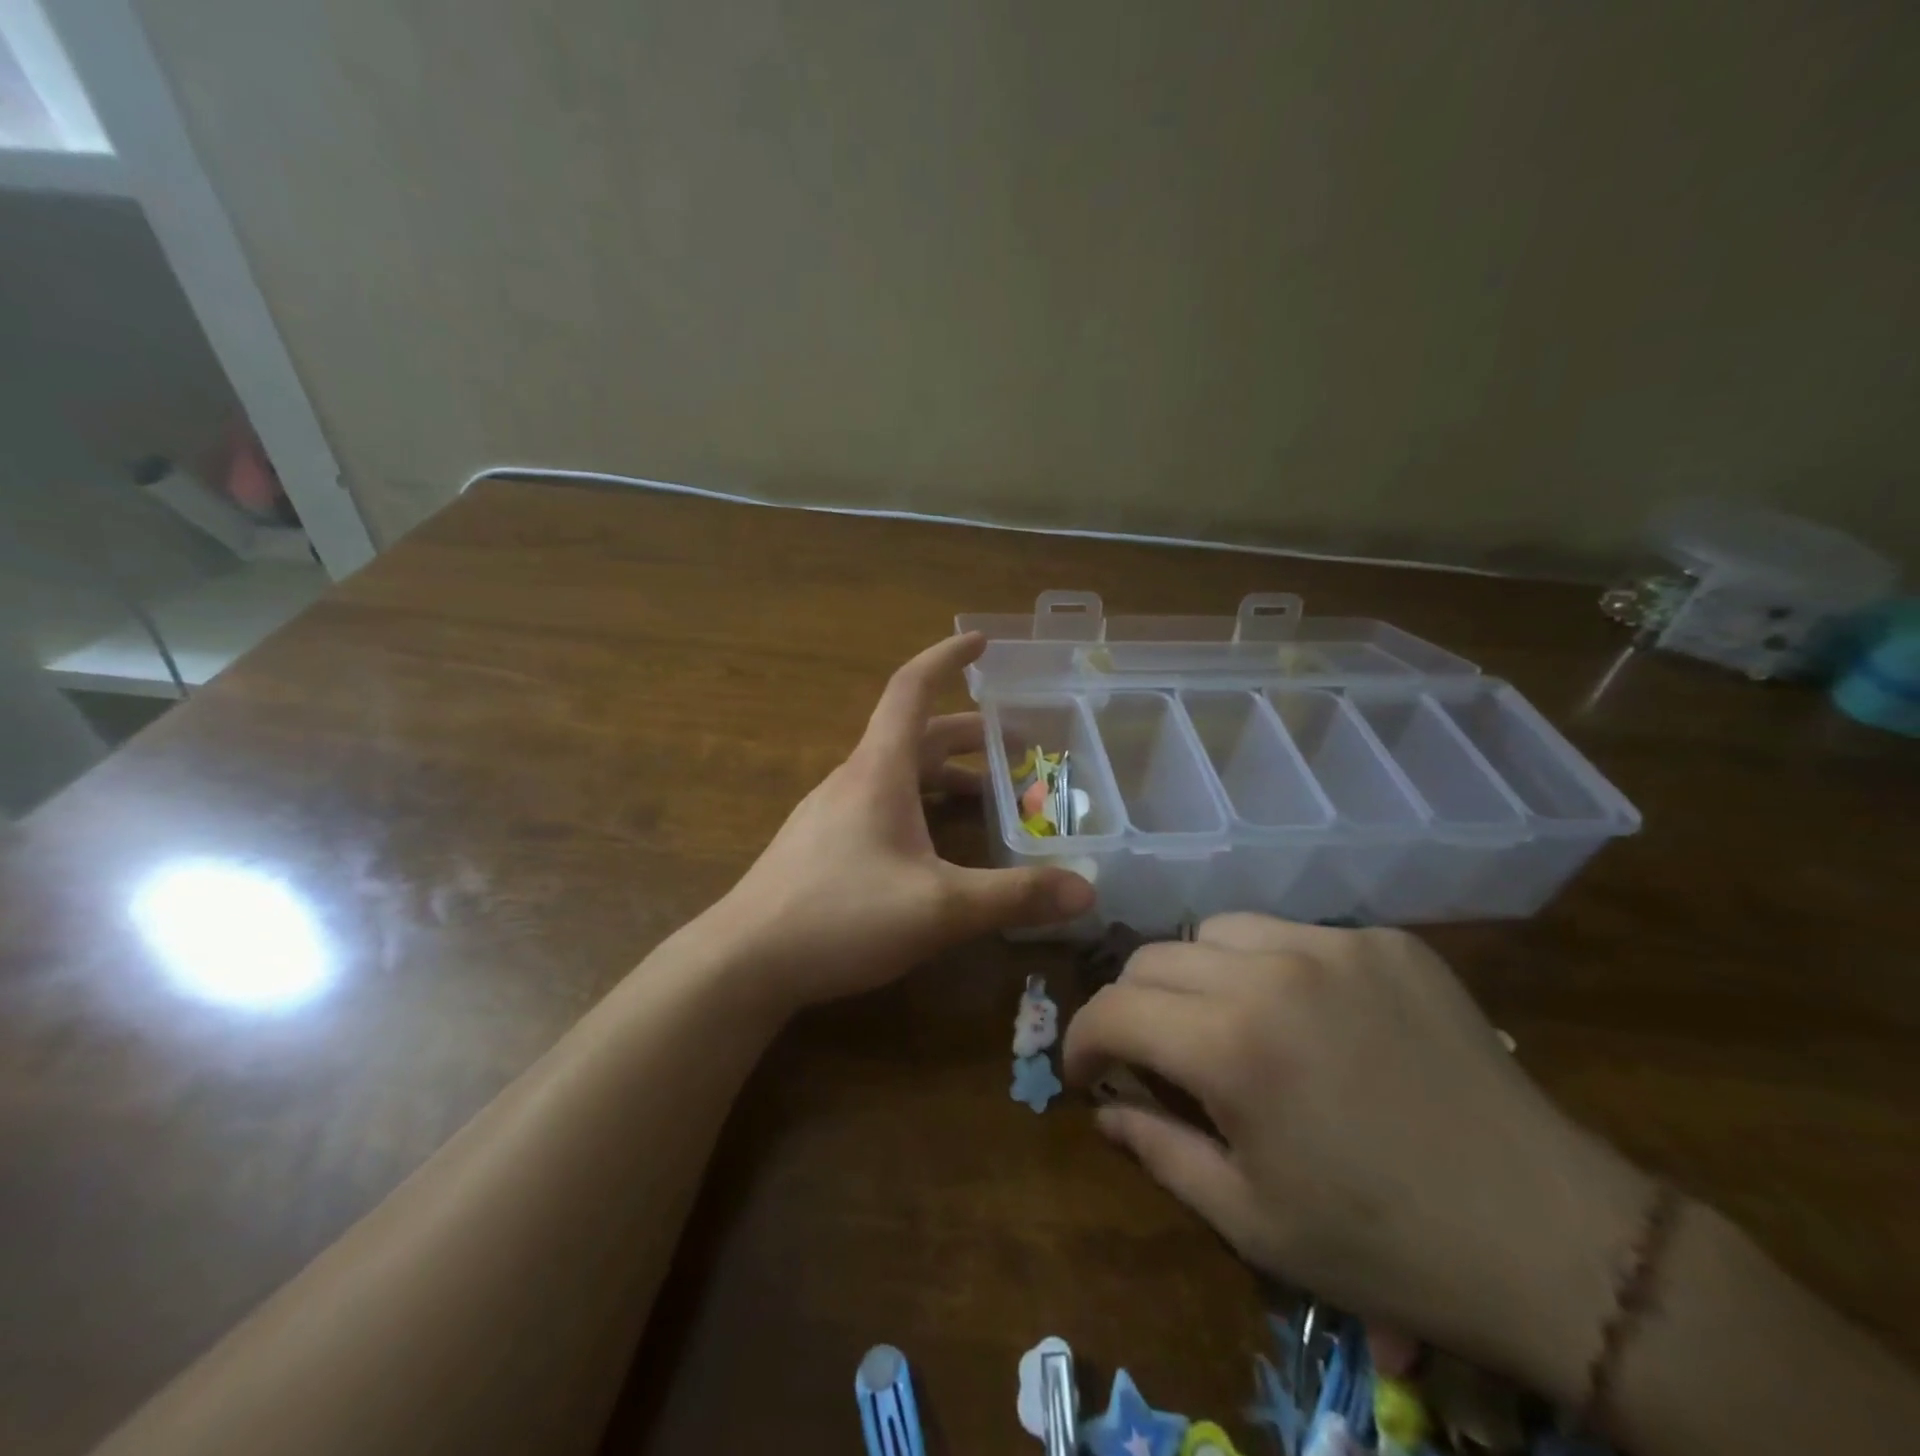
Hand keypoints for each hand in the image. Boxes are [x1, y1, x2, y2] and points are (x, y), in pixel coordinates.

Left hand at [707, 633, 1093, 1016]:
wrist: (743, 962)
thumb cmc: (840, 917)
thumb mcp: (940, 908)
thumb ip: (1015, 897)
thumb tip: (1087, 891)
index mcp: (879, 770)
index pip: (911, 689)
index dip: (947, 659)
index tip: (980, 641)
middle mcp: (853, 780)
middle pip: (913, 735)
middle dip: (966, 733)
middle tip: (1015, 744)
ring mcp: (831, 813)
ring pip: (896, 774)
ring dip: (943, 774)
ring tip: (987, 796)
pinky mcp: (821, 846)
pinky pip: (879, 804)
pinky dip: (918, 805)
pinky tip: (934, 848)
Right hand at [1062, 913, 1652, 1403]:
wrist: (1555, 1241)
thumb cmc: (1385, 1246)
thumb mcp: (1251, 1220)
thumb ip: (1158, 1150)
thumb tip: (1103, 1108)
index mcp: (1231, 1045)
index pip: (1112, 1008)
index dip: (1082, 1039)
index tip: (1086, 1071)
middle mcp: (1271, 970)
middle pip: (1154, 957)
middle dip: (1133, 1006)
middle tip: (1153, 1054)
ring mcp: (1334, 944)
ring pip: (1217, 930)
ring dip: (1198, 975)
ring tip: (1228, 1024)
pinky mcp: (1385, 941)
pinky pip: (1293, 934)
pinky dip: (1271, 966)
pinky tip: (1308, 1017)